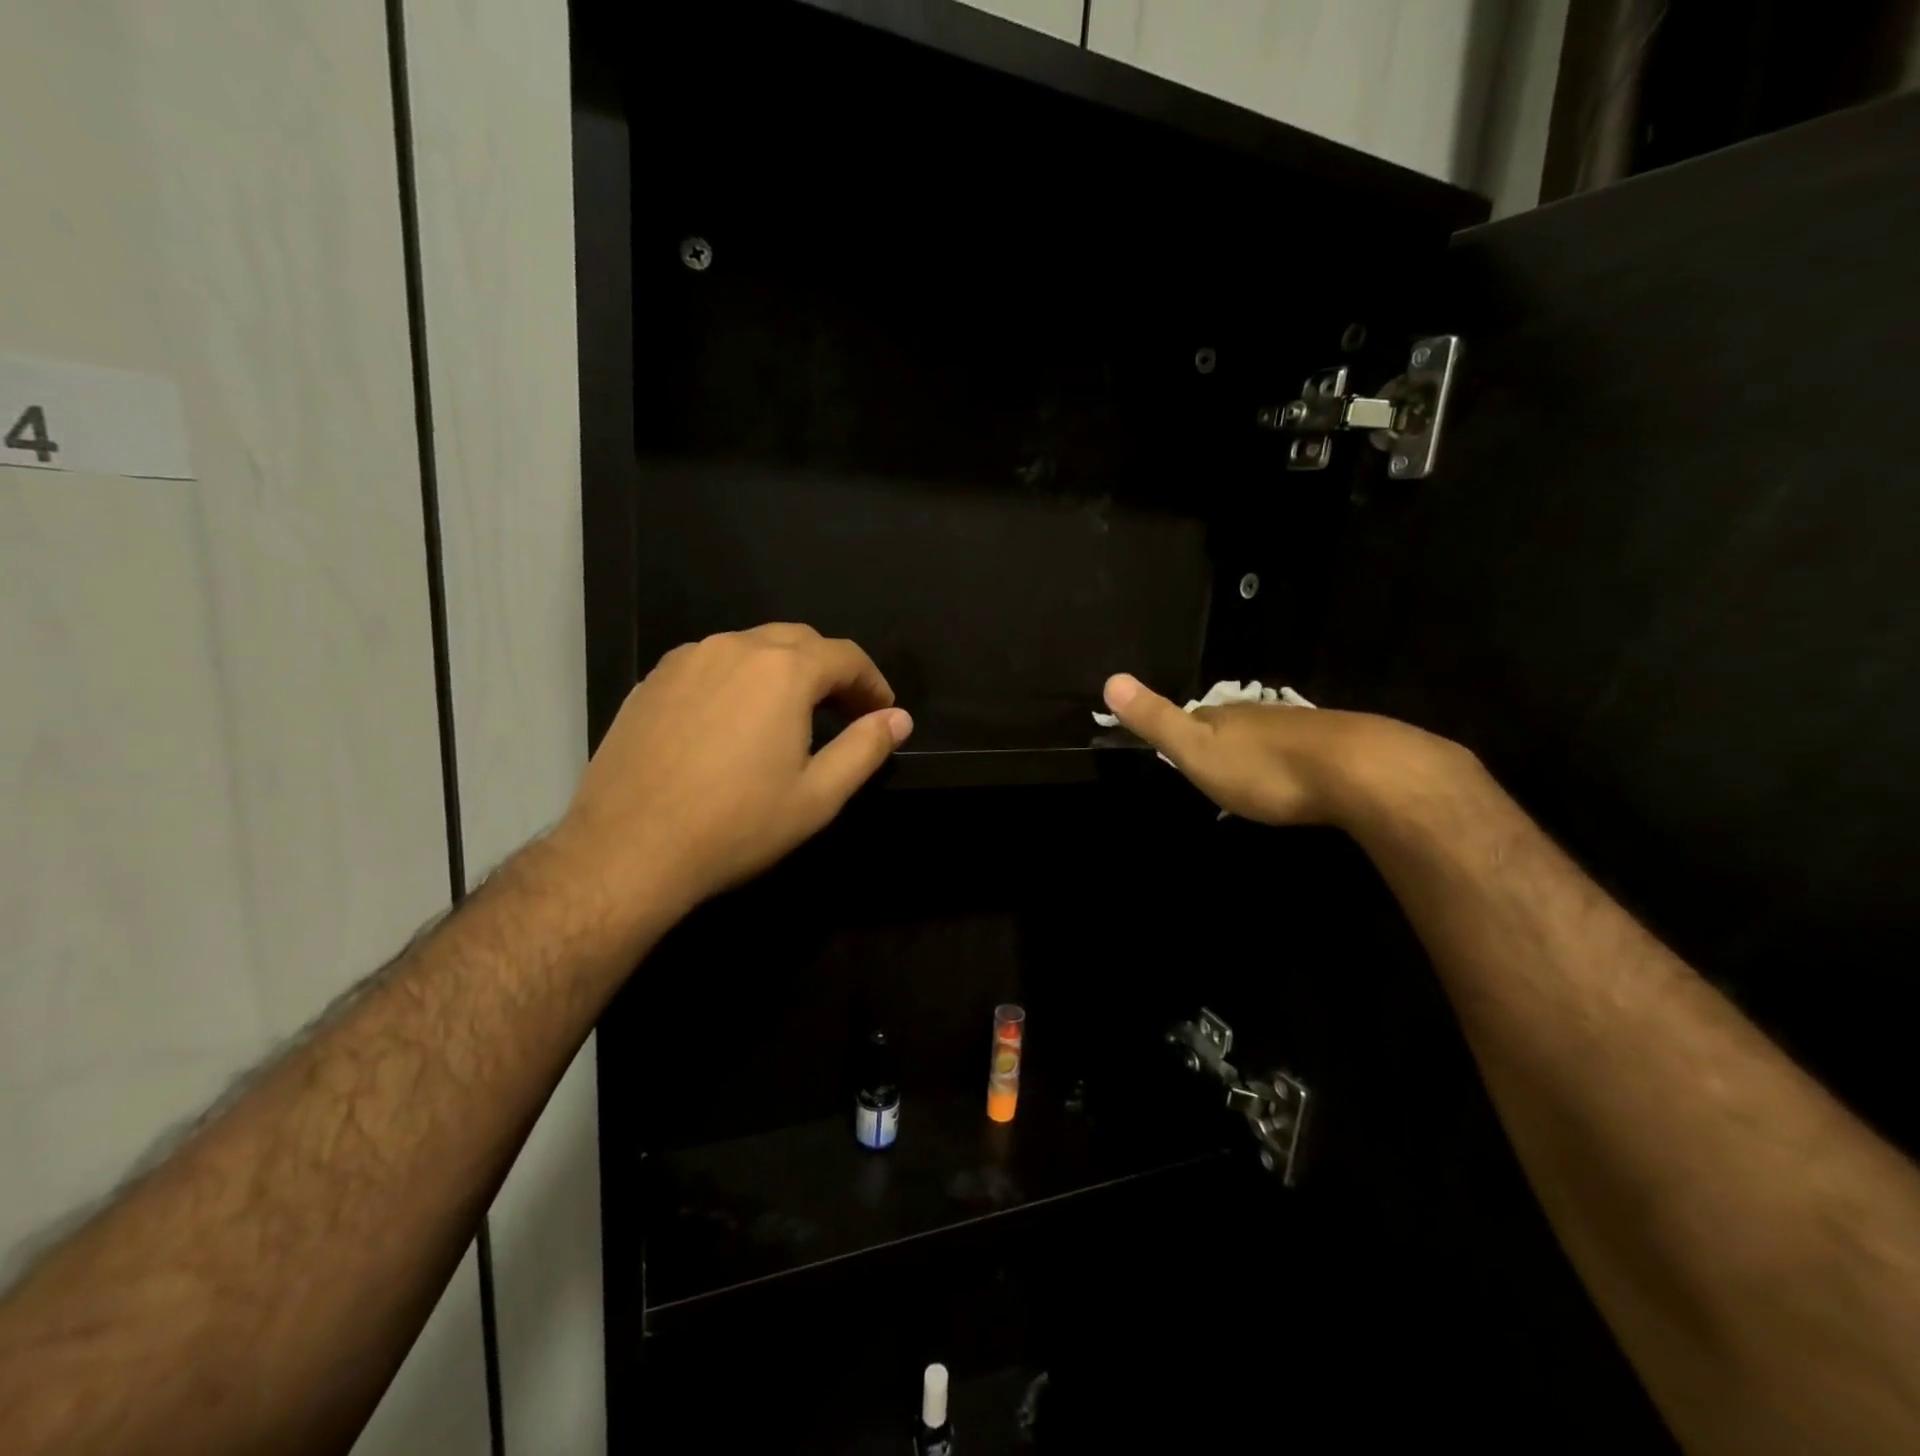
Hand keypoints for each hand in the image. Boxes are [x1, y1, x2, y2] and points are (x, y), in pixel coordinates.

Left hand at [556, 624, 912, 918]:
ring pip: (751, 647)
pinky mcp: (652, 680)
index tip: (881, 711)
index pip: (845, 656)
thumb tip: (899, 718)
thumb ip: (865, 748)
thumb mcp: (818, 795)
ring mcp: (687, 660)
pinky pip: (710, 663)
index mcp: (783, 670)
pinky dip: (738, 679)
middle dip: (829, 670)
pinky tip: (733, 721)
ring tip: (789, 715)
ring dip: (782, 671)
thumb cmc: (737, 825)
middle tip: (843, 711)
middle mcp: (735, 648)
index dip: (872, 681)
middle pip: (798, 641)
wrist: (628, 849)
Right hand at [1100, 672, 1464, 826]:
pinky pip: (1306, 751)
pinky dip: (1295, 763)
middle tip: (1217, 766)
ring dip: (1261, 752)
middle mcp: (1263, 715)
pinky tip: (1300, 779)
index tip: (1177, 745)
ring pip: (1271, 736)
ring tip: (1255, 776)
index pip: (1196, 714)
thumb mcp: (1196, 749)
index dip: (1184, 727)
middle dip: (1225, 740)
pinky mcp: (1340, 747)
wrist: (1358, 771)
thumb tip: (1110, 679)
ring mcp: (1304, 728)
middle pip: (1235, 724)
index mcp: (1226, 716)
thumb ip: (1156, 719)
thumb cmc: (1265, 767)